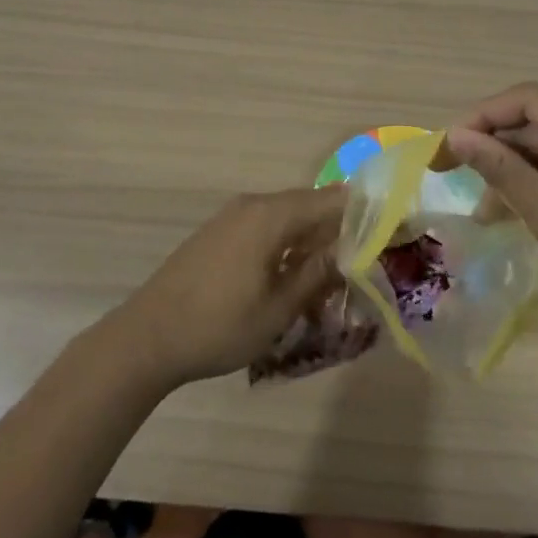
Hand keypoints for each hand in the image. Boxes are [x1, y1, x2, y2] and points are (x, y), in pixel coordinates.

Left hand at [107, 186, 345, 388]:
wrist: (147, 337)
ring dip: (312, 236)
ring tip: (336, 268)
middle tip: (367, 254)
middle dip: (339, 226)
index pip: (330, 200)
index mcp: (271, 216)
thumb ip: (316, 275)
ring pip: (287, 216)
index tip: (390, 228)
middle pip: (309, 204)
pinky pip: (265, 226)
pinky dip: (288, 241)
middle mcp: (253, 205)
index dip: (363, 211)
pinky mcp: (219, 232)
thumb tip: (350, 251)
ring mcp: (232, 216)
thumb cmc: (218, 326)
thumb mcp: (278, 309)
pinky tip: (295, 271)